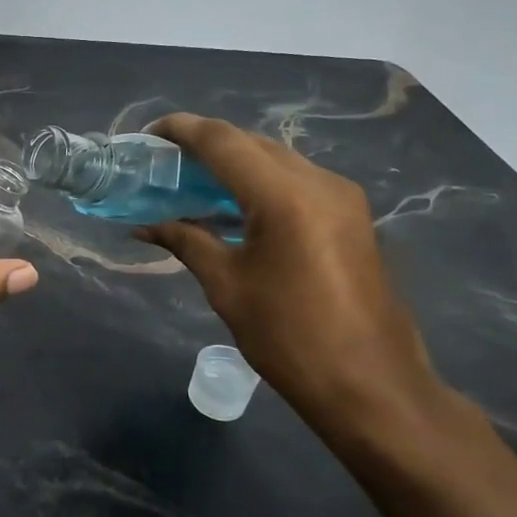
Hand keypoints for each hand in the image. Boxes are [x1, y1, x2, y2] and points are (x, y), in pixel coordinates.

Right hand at [138, 114, 444, 442]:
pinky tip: (233, 205)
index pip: (223, 141)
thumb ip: (186, 241)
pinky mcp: (351, 215)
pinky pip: (296, 181)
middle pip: (251, 143)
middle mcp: (318, 182)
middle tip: (165, 162)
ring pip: (276, 159)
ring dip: (234, 163)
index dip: (182, 130)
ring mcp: (341, 197)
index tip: (148, 135)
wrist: (371, 386)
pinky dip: (259, 182)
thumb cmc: (289, 337)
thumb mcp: (227, 286)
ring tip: (192, 181)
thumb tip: (144, 226)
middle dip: (206, 145)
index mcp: (284, 196)